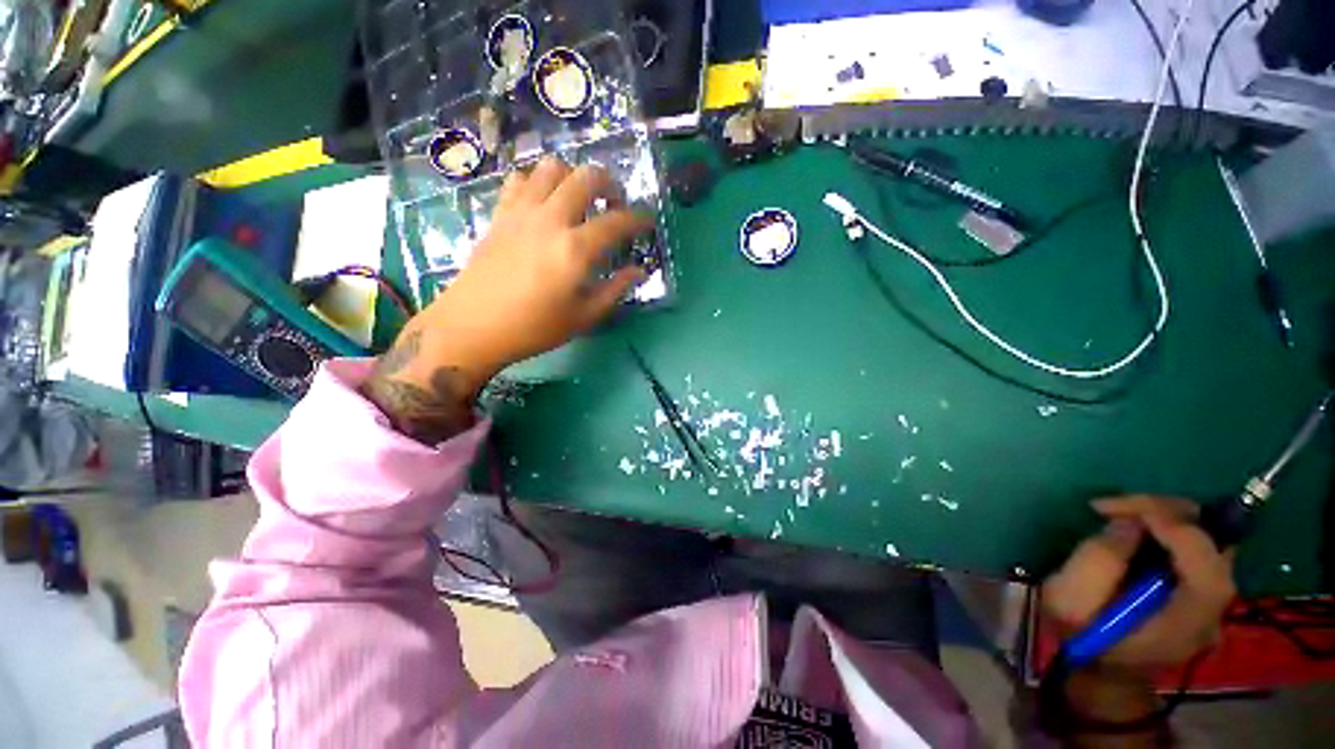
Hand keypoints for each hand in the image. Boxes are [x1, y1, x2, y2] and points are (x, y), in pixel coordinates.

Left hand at [361, 158, 651, 442]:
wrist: (473, 326)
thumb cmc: (534, 328)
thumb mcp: (584, 317)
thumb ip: (615, 289)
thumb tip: (639, 271)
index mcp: (575, 249)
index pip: (617, 221)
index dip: (638, 219)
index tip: (648, 222)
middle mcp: (551, 219)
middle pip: (586, 177)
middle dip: (609, 184)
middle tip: (614, 204)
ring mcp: (522, 212)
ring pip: (551, 167)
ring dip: (573, 177)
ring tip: (579, 200)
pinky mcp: (500, 213)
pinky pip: (520, 179)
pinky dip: (539, 182)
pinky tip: (544, 203)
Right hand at [1043, 495, 1236, 668]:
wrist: (1097, 670)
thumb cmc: (1080, 637)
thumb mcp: (1071, 601)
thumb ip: (1099, 560)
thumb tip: (1128, 524)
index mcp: (1188, 619)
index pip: (1203, 560)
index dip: (1170, 525)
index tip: (1120, 509)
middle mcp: (1213, 609)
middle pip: (1213, 544)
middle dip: (1168, 514)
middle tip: (1119, 506)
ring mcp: (1211, 601)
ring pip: (1208, 541)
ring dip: (1169, 519)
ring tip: (1125, 514)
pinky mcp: (1200, 591)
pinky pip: (1198, 549)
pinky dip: (1172, 531)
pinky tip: (1140, 530)